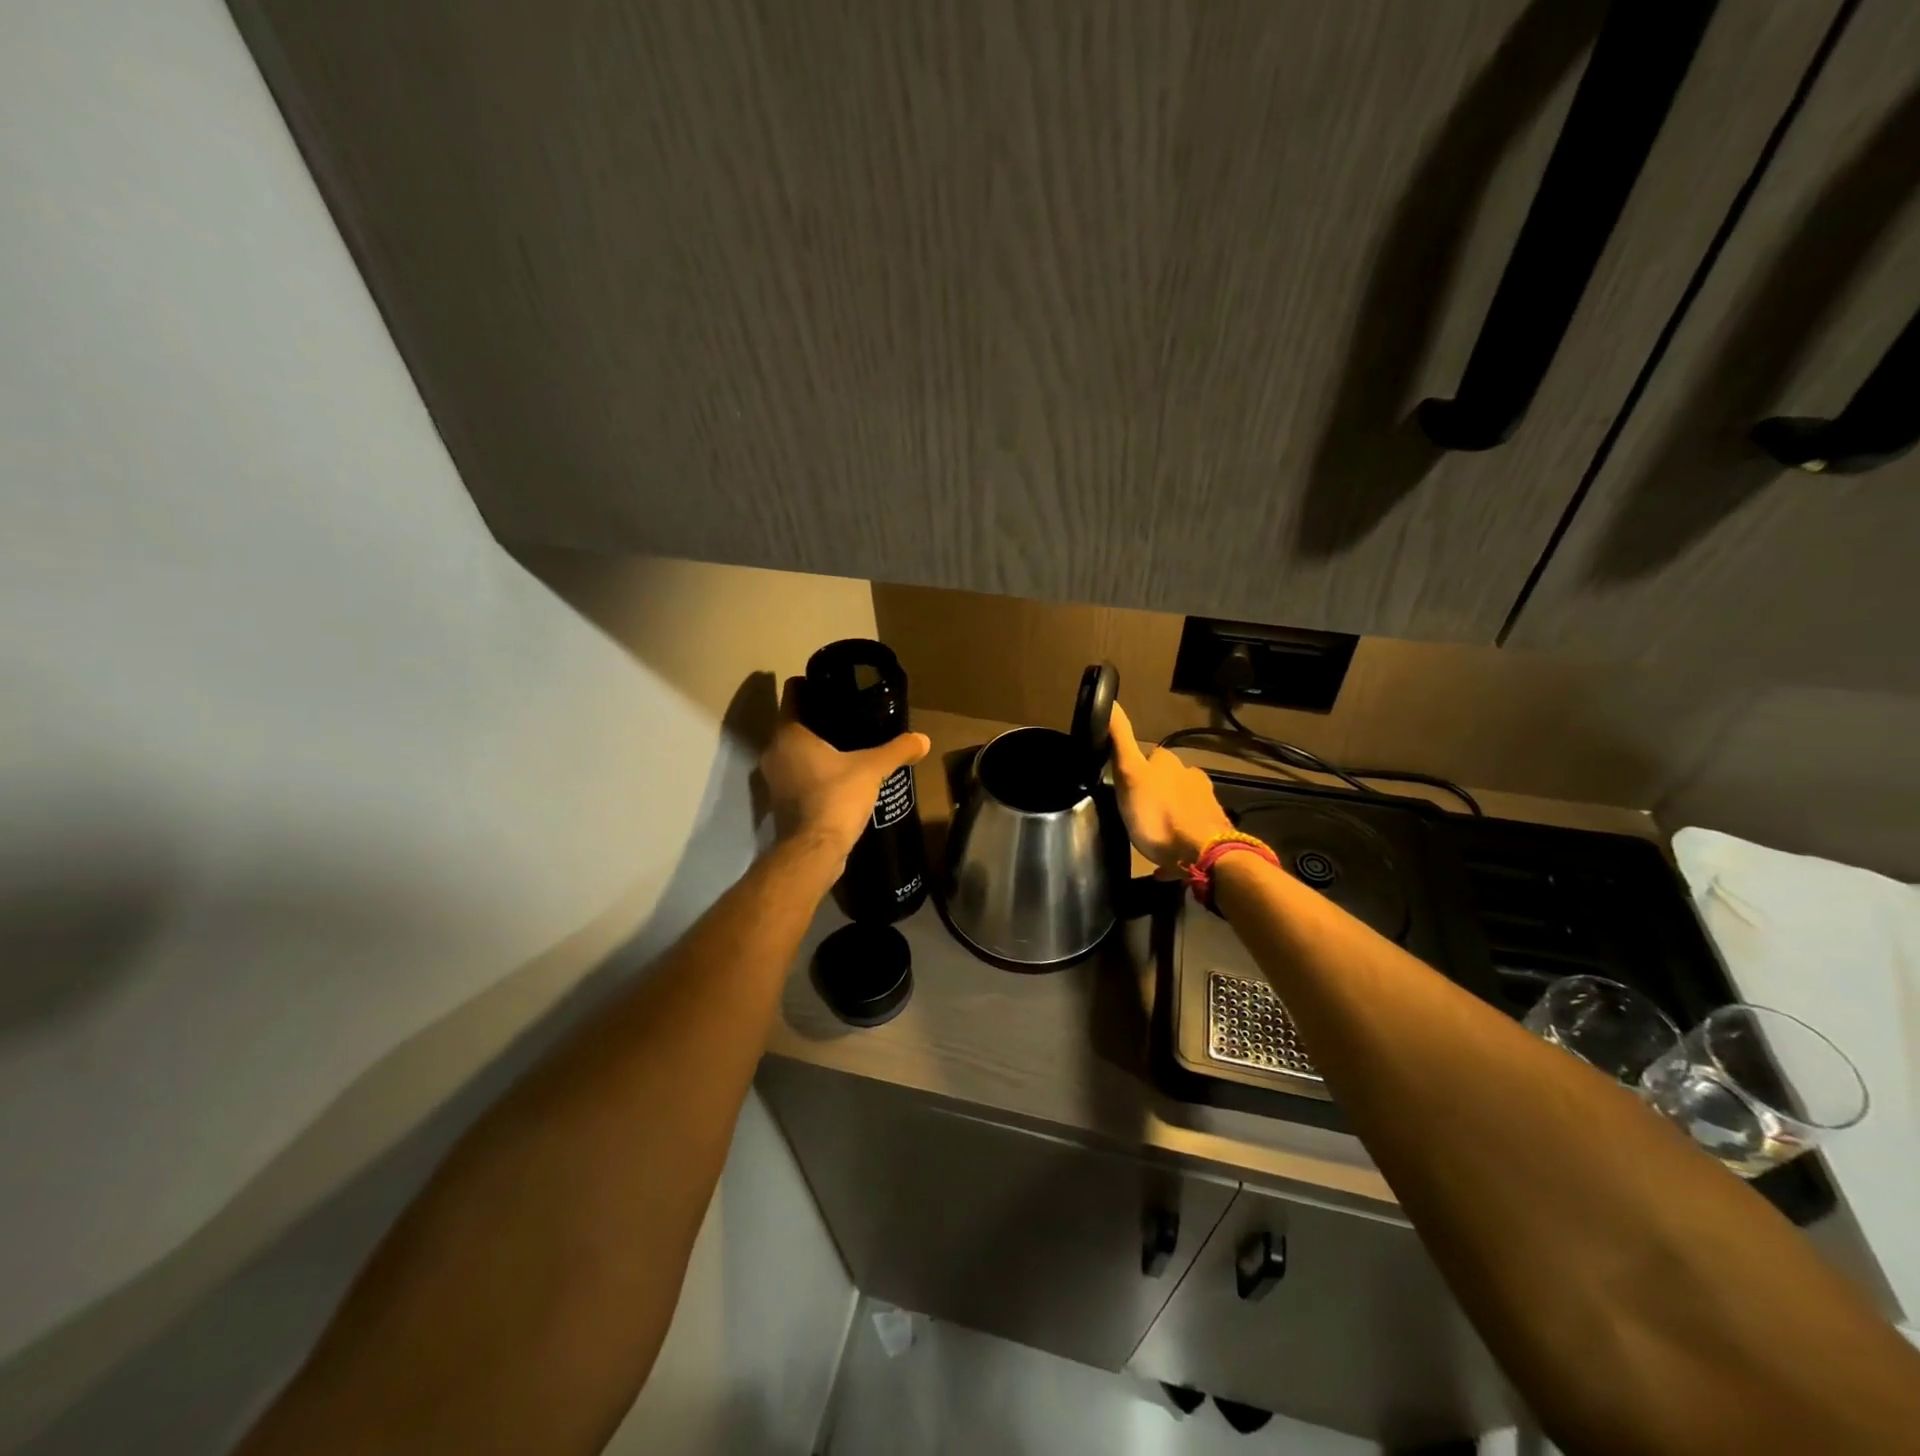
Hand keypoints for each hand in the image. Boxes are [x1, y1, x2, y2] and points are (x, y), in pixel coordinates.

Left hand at [760, 678, 930, 860]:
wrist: (814, 851)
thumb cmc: (836, 797)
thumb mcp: (872, 769)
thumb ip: (897, 750)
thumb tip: (923, 739)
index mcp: (789, 734)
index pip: (792, 694)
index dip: (809, 684)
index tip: (830, 683)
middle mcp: (774, 752)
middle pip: (793, 723)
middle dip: (817, 717)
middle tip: (847, 712)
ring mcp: (775, 780)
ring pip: (794, 751)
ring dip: (814, 747)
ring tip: (846, 743)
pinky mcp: (782, 802)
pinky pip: (798, 775)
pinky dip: (814, 771)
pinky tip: (839, 774)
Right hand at [1109, 702, 1234, 870]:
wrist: (1203, 854)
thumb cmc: (1158, 814)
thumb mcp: (1129, 774)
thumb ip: (1120, 740)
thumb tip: (1111, 700)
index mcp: (1170, 763)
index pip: (1150, 756)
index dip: (1136, 768)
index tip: (1124, 784)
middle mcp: (1192, 777)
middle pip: (1169, 780)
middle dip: (1156, 792)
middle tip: (1137, 812)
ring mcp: (1207, 804)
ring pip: (1182, 805)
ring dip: (1169, 816)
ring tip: (1152, 834)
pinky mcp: (1214, 831)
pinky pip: (1191, 833)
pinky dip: (1180, 840)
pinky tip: (1168, 859)